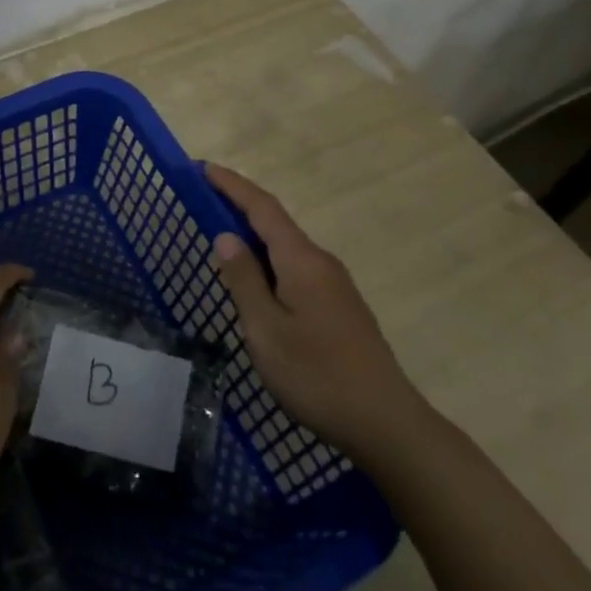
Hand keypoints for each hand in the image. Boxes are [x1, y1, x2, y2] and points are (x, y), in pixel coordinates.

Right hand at [206, 163, 425, 458]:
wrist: (386, 422)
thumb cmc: (317, 375)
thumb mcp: (266, 330)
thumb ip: (244, 280)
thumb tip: (225, 237)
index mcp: (301, 260)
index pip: (262, 208)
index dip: (232, 185)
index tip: (204, 168)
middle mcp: (321, 262)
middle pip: (276, 223)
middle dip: (240, 207)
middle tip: (204, 201)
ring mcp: (335, 285)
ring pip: (287, 249)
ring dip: (255, 237)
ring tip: (222, 241)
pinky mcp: (340, 307)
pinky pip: (297, 269)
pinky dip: (270, 262)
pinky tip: (258, 284)